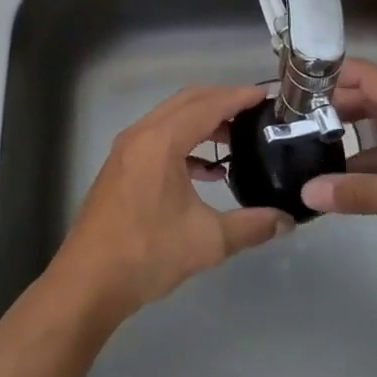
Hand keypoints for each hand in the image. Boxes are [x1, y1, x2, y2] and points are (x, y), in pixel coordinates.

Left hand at [51, 85, 294, 325]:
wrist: (89, 281)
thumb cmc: (147, 253)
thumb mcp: (208, 240)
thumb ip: (252, 226)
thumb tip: (287, 221)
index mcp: (161, 141)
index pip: (207, 105)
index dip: (239, 97)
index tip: (267, 96)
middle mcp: (140, 135)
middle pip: (186, 102)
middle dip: (221, 102)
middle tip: (255, 112)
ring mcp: (126, 150)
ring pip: (170, 120)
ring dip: (202, 123)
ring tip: (236, 140)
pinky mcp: (121, 167)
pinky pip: (158, 139)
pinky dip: (184, 144)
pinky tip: (206, 172)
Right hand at [300, 58, 376, 273]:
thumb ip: (361, 194)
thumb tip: (307, 192)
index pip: (364, 77)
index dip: (329, 75)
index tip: (293, 88)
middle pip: (366, 104)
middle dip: (330, 111)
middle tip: (290, 127)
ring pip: (376, 137)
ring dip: (346, 144)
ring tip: (306, 157)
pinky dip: (366, 172)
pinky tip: (343, 189)